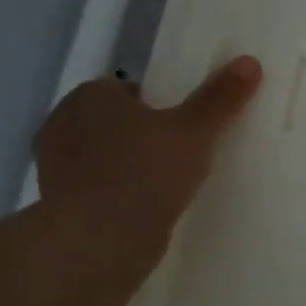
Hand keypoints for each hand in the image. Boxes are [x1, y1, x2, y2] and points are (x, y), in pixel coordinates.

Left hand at [34, 55, 262, 240]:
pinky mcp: (59, 206)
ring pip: (106, 155)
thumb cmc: (145, 173)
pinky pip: (100, 187)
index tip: (186, 121)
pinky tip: (151, 206)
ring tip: (173, 180)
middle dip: (144, 132)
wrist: (99, 244)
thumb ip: (220, 97)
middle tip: (186, 149)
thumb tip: (249, 61)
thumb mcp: (195, 130)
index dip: (158, 101)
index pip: (126, 88)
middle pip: (116, 121)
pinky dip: (121, 192)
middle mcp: (62, 125)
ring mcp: (56, 168)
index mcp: (89, 97)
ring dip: (132, 164)